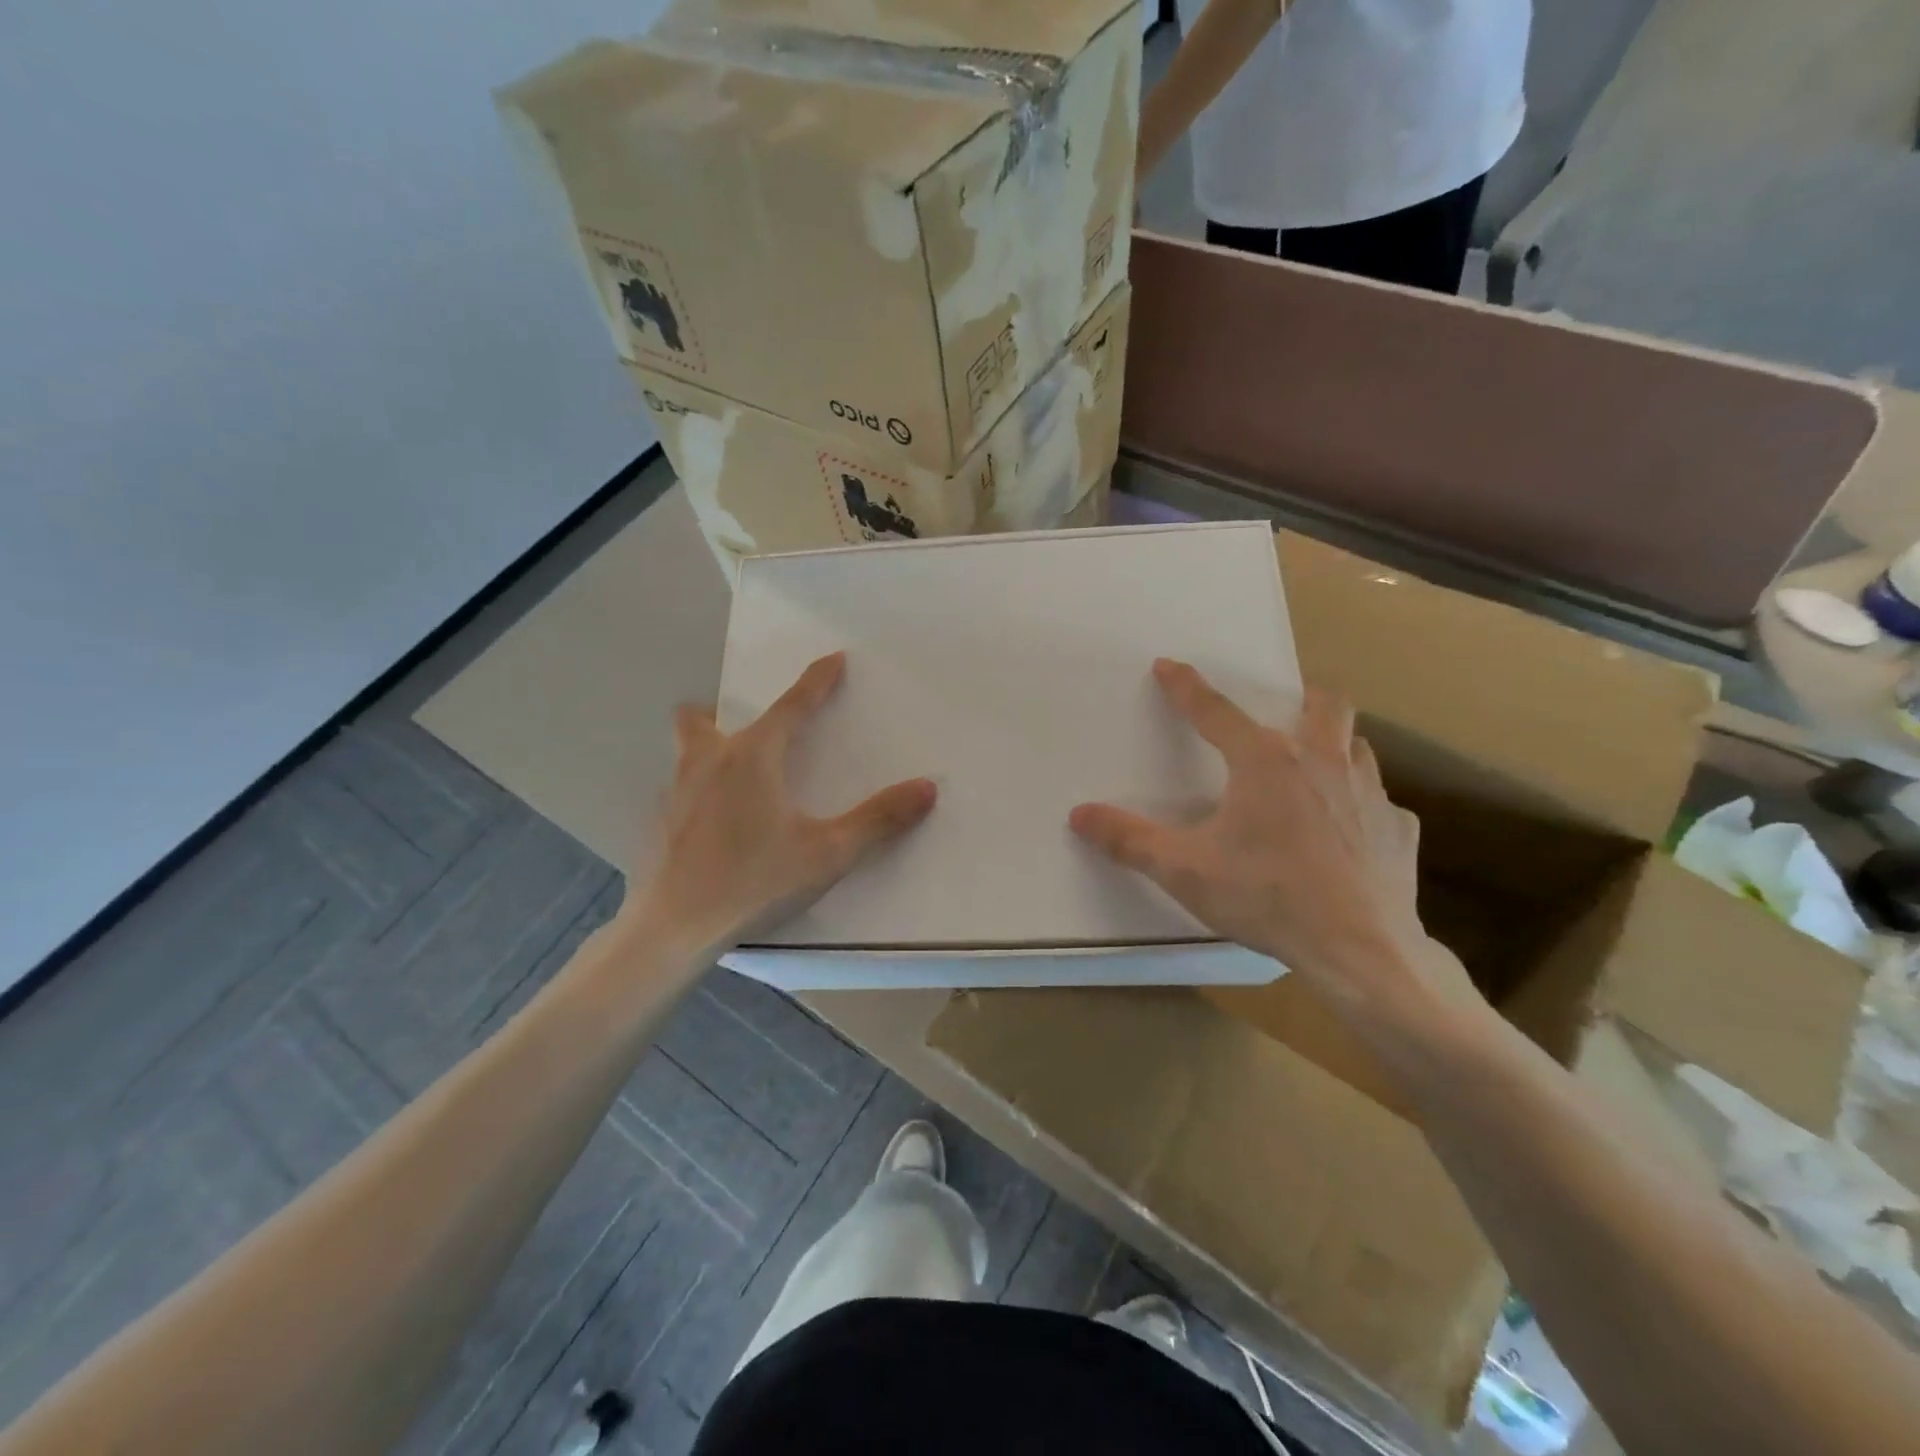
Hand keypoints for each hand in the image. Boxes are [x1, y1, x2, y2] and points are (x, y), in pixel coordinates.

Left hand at [626, 653, 936, 953]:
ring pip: (683, 753)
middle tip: (745, 734)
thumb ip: (878, 819)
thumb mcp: (827, 852)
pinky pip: (676, 792)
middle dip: (719, 712)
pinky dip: (695, 793)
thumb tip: (927, 787)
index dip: (816, 681)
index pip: (792, 707)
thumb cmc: (755, 881)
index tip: (833, 658)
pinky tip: (711, 829)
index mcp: (752, 758)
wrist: (675, 929)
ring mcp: (674, 793)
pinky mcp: (657, 825)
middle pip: (700, 719)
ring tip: (731, 780)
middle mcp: (707, 763)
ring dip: (704, 751)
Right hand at [1069, 659, 1477, 1028]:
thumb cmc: (1266, 898)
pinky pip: (1382, 804)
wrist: (1360, 949)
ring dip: (1336, 747)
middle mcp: (1322, 763)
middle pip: (1324, 705)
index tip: (1169, 666)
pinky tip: (1350, 835)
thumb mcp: (1184, 870)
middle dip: (1303, 698)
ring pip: (1358, 747)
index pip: (1215, 711)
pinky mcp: (1400, 830)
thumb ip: (1129, 840)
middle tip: (1286, 712)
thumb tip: (1079, 815)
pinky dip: (1362, 808)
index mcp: (1265, 764)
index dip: (1186, 688)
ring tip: (1316, 771)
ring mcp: (1370, 794)